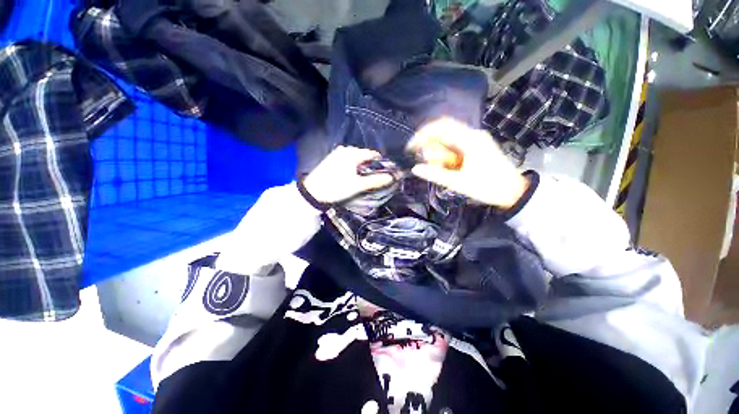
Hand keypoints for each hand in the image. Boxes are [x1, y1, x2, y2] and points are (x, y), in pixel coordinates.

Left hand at [302, 146, 393, 203]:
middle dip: (371, 165)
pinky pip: (347, 159)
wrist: (312, 192)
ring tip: (363, 178)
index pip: (373, 154)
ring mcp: (337, 153)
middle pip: (364, 155)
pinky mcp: (331, 158)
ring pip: (356, 158)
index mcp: (352, 153)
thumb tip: (392, 177)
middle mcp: (345, 149)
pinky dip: (353, 166)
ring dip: (362, 166)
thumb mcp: (358, 185)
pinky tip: (352, 175)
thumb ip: (376, 180)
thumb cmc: (337, 188)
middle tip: (374, 178)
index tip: (386, 172)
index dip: (381, 163)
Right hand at [408, 118, 528, 208]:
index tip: (411, 147)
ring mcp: (475, 140)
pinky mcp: (476, 147)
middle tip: (428, 164)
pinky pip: (455, 147)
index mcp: (470, 140)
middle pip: (443, 133)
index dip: (422, 134)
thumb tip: (415, 169)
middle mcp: (473, 135)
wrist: (514, 192)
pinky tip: (448, 167)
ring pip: (448, 141)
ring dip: (440, 154)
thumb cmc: (488, 187)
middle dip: (432, 148)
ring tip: (442, 169)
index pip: (441, 126)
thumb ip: (435, 175)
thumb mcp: (459, 183)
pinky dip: (447, 156)